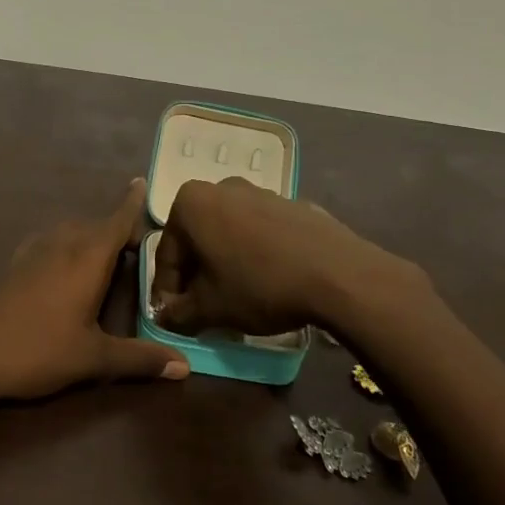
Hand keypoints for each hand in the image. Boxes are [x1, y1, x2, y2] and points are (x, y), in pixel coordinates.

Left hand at [0, 180, 186, 402]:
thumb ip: (139, 359)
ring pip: (71, 231)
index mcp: (87, 258)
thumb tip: (186, 366)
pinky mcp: (16, 265)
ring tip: (107, 253)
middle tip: (139, 244)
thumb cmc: (38, 349)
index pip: (116, 221)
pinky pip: (50, 241)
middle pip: (96, 225)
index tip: (141, 181)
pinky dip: (67, 243)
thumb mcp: (93, 358)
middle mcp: (63, 245)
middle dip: (117, 227)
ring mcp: (35, 252)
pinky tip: (64, 263)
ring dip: (91, 235)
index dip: (132, 203)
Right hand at [150, 177, 430, 335]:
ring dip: (224, 263)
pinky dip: (254, 254)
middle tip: (202, 308)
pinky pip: (259, 231)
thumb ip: (179, 313)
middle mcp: (220, 187)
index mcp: (190, 203)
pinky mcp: (291, 204)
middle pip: (196, 238)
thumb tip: (165, 315)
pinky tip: (268, 282)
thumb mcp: (211, 308)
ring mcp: (259, 191)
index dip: (167, 291)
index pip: (166, 254)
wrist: (339, 274)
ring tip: (236, 297)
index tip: (174, 317)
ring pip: (227, 233)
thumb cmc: (260, 285)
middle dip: (196, 274)